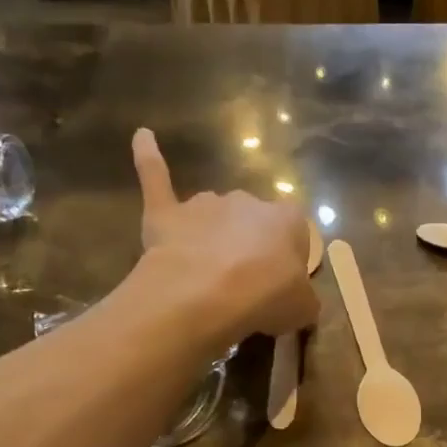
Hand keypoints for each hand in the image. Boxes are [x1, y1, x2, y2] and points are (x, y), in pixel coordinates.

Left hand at [132, 128, 317, 343]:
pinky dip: (149, 158)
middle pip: (251, 223)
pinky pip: (157, 178)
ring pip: (213, 217)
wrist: (205, 297)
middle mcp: (248, 201)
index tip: (280, 284)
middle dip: (248, 248)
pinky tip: (142, 137)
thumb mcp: (303, 309)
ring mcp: (205, 204)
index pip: (294, 232)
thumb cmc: (265, 299)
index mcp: (287, 220)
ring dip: (213, 238)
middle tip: (243, 285)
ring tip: (206, 277)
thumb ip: (302, 297)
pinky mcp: (166, 212)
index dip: (287, 259)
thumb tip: (297, 298)